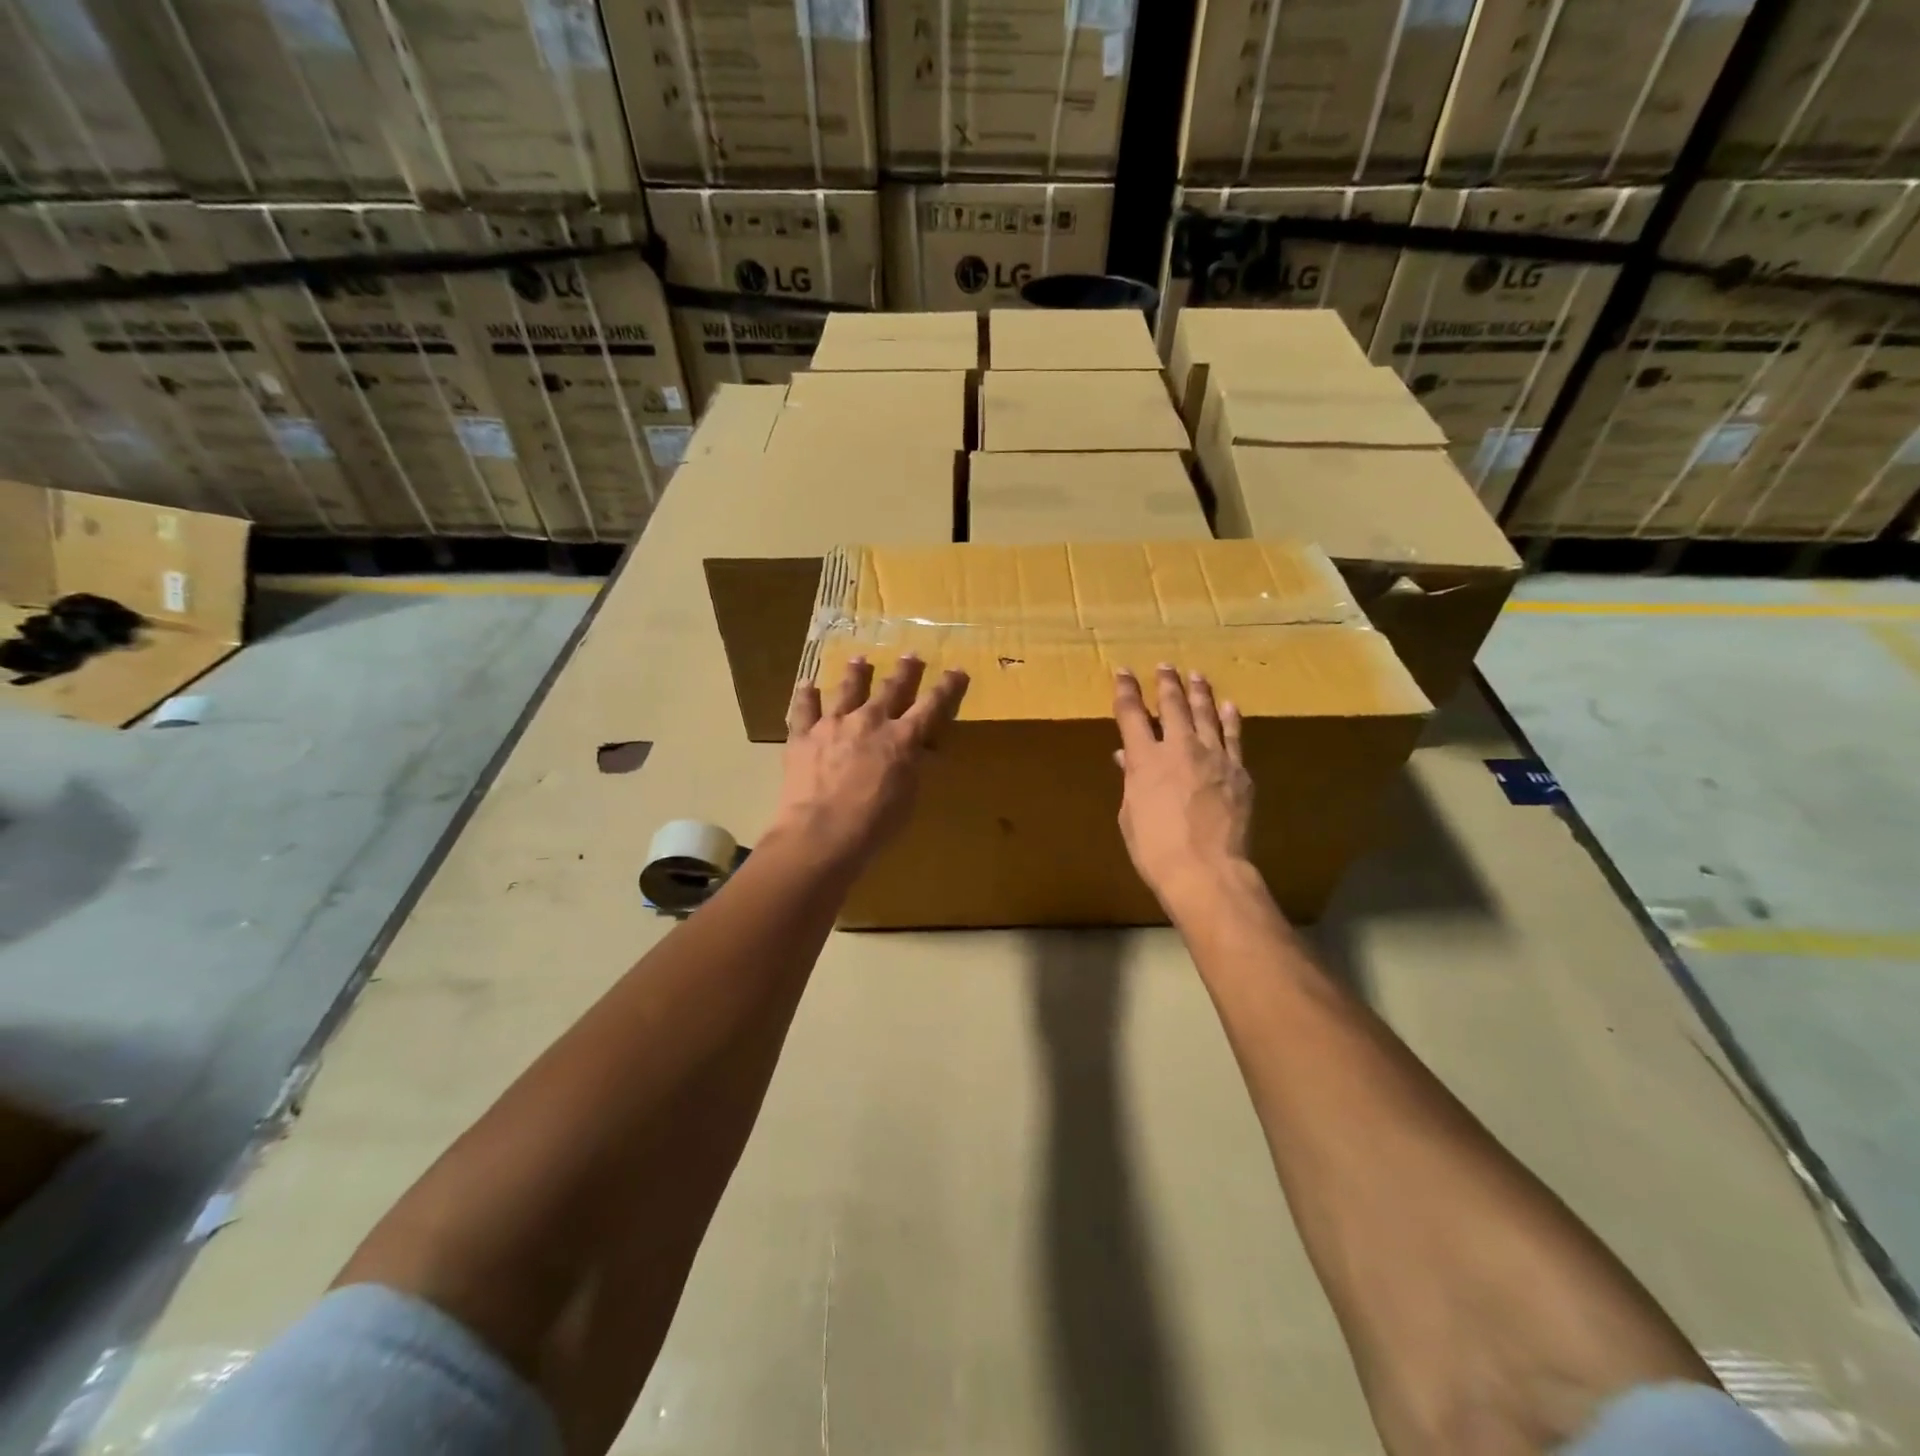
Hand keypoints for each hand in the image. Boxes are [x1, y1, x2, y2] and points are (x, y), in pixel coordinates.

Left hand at [770, 654, 969, 870]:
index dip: (947, 688)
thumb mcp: (908, 798)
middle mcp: (869, 722)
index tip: (956, 670)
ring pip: (847, 690)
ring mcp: (833, 725)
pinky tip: (807, 684)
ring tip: (860, 659)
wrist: (821, 833)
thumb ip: (912, 769)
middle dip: (904, 672)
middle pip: (891, 689)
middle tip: (910, 655)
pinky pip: (804, 709)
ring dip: (856, 673)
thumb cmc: (874, 824)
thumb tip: (920, 752)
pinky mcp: (803, 736)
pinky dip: (806, 695)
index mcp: (902, 739)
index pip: (932, 706)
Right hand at [1113, 665, 1254, 914]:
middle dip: (1166, 683)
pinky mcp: (1238, 771)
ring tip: (1196, 675)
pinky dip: (1230, 719)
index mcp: (1145, 759)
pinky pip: (1234, 736)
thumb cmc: (1155, 848)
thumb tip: (1127, 758)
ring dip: (1199, 692)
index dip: (1126, 690)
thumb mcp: (1131, 815)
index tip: (1124, 672)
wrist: (1206, 869)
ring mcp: (1213, 756)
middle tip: (1165, 666)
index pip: (1131, 714)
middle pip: (1172, 705)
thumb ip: (1131, 781)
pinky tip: (1229, 706)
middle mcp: (1179, 748)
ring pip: (1206, 713)